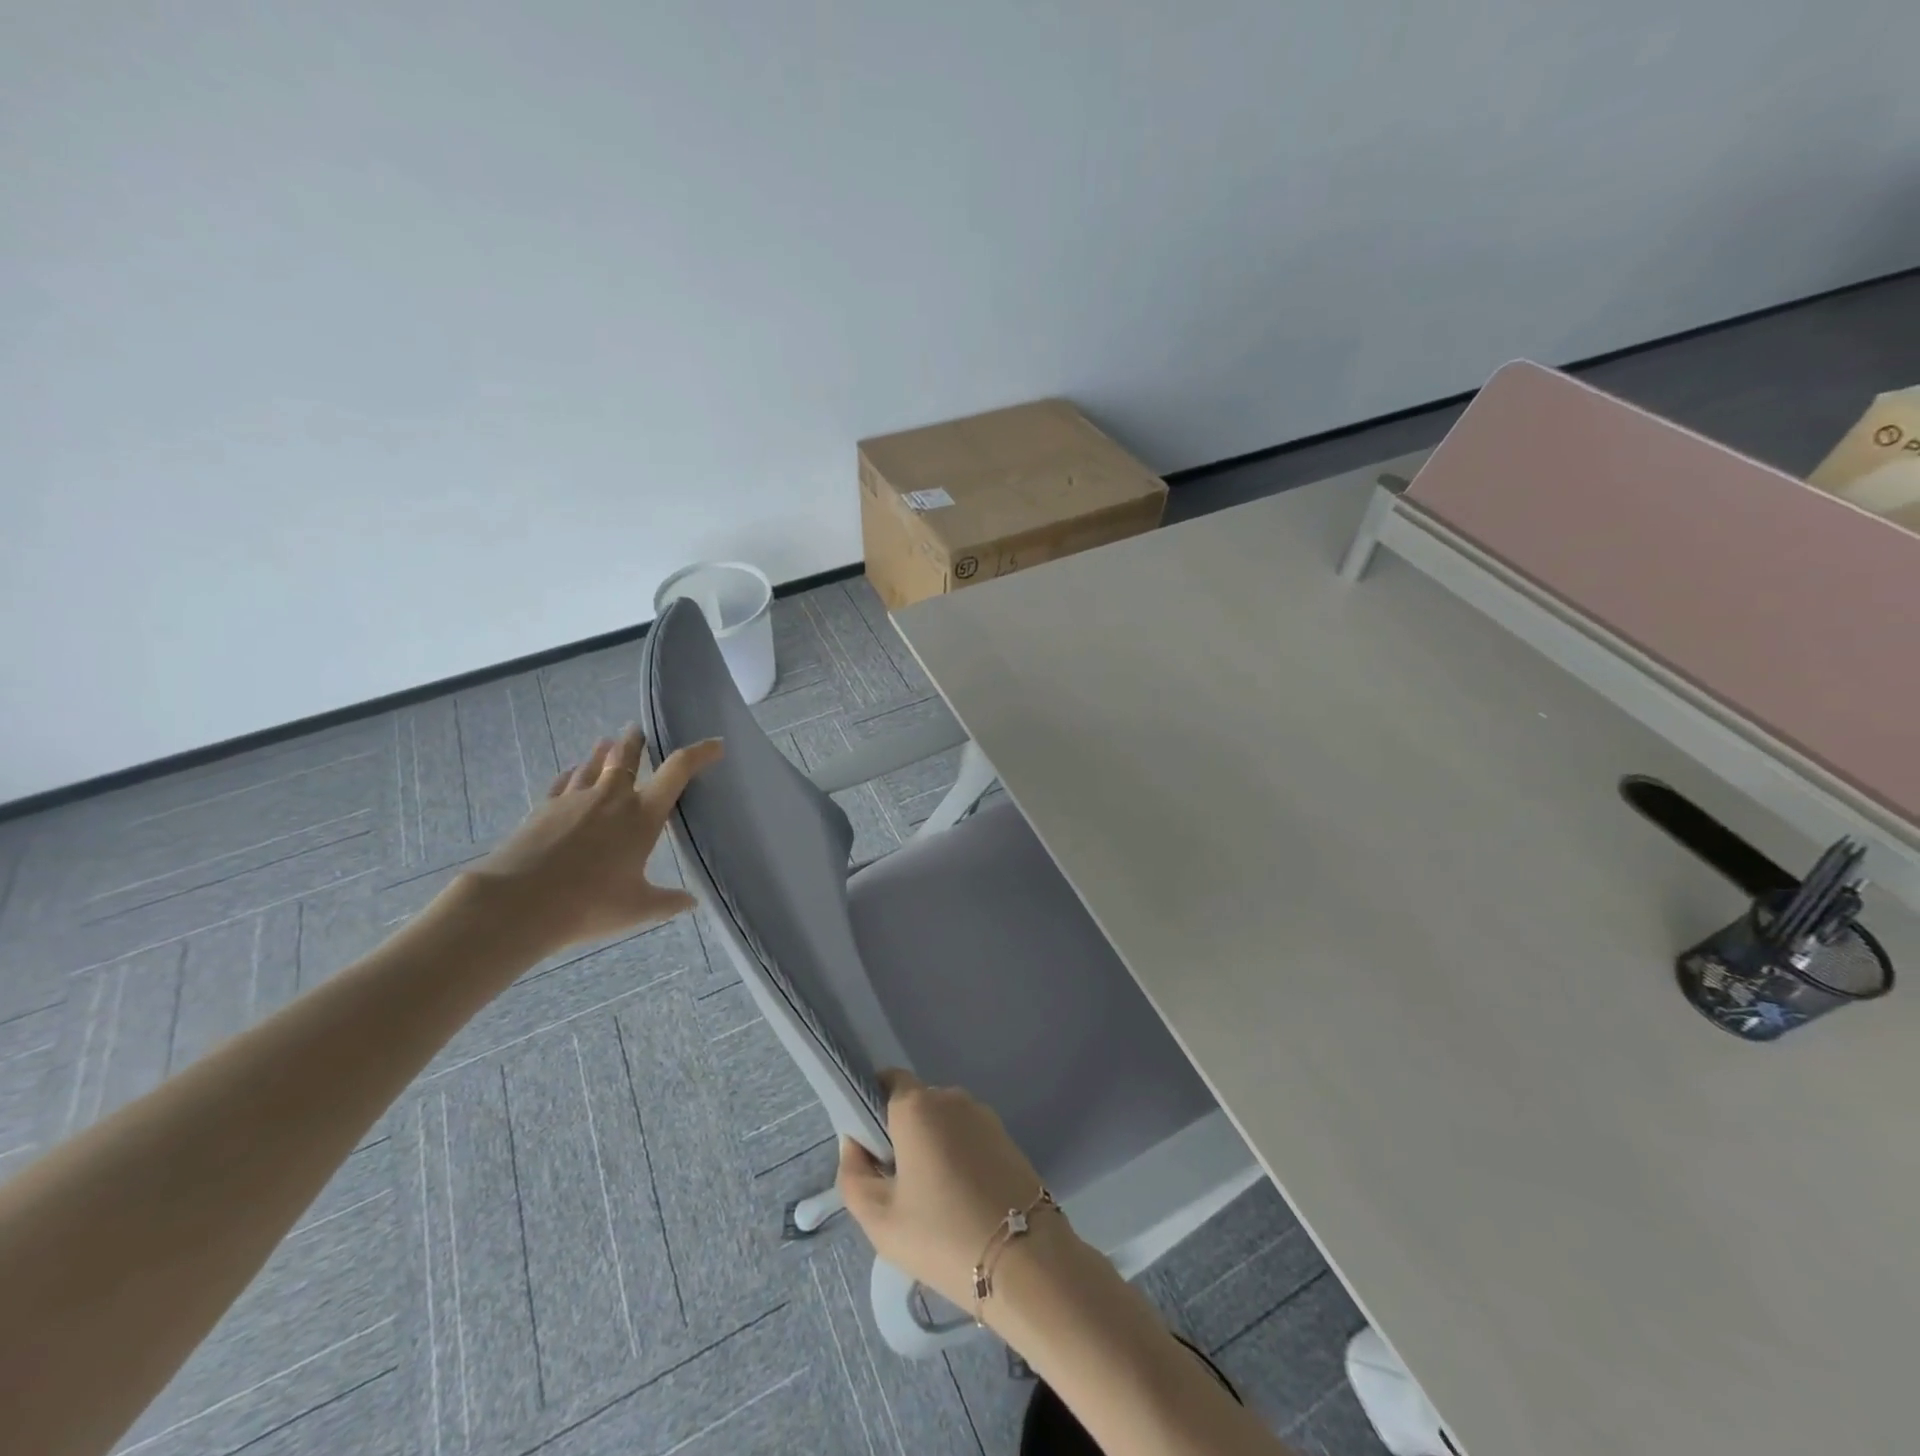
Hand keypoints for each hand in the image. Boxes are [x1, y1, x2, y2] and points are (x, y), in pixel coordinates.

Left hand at [469, 726, 722, 954]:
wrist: (517, 903)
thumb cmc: (588, 904)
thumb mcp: (637, 908)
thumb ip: (666, 902)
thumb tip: (691, 902)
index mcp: (642, 816)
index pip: (677, 772)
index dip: (699, 754)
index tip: (716, 745)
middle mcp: (611, 798)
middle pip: (626, 757)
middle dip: (637, 742)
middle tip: (640, 730)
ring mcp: (574, 800)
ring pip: (593, 765)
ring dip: (603, 752)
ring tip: (608, 742)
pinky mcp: (544, 809)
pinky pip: (564, 782)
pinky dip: (573, 774)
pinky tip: (571, 773)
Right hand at [837, 1069, 1056, 1314]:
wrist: (1024, 1259)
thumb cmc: (941, 1234)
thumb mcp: (879, 1218)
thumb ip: (853, 1174)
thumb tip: (856, 1144)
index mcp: (917, 1105)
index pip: (887, 1081)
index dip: (873, 1107)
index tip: (871, 1148)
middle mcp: (951, 1097)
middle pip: (915, 1105)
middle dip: (902, 1134)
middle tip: (898, 1186)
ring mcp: (983, 1115)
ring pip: (943, 1123)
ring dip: (932, 1148)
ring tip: (933, 1202)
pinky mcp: (1006, 1137)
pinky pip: (968, 1137)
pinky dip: (959, 1158)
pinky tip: (961, 1202)